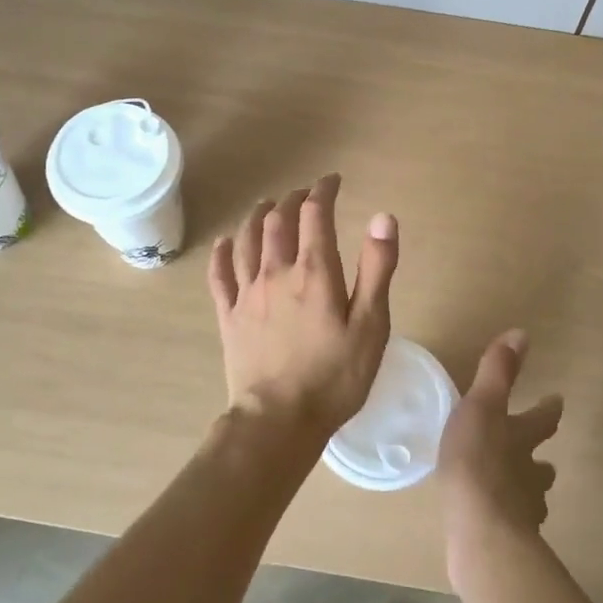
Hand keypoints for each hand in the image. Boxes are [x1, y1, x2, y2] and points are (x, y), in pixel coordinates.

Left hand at [208, 173, 398, 448]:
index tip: (331, 181)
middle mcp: (276, 272)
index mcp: (314, 272)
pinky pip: (219, 275)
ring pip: (246, 241)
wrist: (279, 420)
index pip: (315, 215)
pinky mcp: (228, 317)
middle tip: (303, 194)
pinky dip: (222, 253)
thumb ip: (377, 269)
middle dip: (291, 200)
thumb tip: (382, 216)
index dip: (323, 192)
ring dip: (257, 216)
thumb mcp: (371, 325)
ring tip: (266, 206)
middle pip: (277, 222)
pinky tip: (225, 243)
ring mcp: (247, 294)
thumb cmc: (334, 377)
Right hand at [439, 330, 563, 569]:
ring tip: (514, 491)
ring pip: (531, 496)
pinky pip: (512, 525)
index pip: (543, 419)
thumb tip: (522, 333)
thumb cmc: (477, 461)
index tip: (557, 400)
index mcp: (522, 438)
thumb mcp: (482, 407)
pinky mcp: (508, 538)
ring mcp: (523, 509)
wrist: (481, 529)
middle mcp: (530, 473)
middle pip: (542, 464)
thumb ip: (498, 373)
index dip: (549, 409)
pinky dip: (507, 519)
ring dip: (525, 490)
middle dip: (539, 458)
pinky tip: (494, 522)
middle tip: (538, 458)